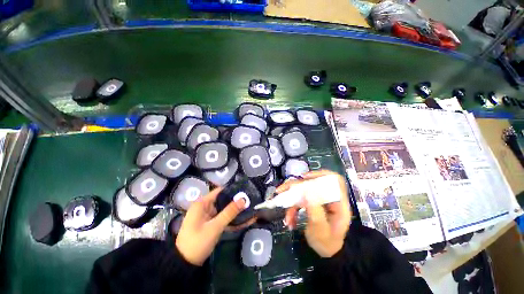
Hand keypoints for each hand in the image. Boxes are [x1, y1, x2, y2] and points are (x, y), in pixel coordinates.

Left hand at [176, 187, 245, 265]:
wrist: (184, 265)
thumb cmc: (197, 242)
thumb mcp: (215, 227)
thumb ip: (229, 212)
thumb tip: (243, 199)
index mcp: (202, 203)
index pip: (220, 191)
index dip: (233, 190)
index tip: (245, 190)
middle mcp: (205, 207)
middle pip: (223, 200)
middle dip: (236, 201)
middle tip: (251, 200)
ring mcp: (208, 216)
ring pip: (225, 210)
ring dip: (236, 211)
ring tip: (251, 208)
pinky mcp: (211, 224)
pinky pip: (223, 219)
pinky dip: (232, 220)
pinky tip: (244, 221)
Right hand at [279, 170, 351, 257]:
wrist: (326, 251)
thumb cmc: (327, 243)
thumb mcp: (321, 231)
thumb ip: (315, 212)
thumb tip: (306, 193)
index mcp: (338, 203)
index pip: (334, 180)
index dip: (320, 174)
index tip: (304, 178)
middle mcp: (328, 198)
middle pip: (312, 183)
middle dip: (296, 187)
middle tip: (281, 191)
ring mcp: (319, 200)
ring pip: (303, 191)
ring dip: (291, 200)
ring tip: (286, 215)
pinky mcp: (311, 203)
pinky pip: (300, 199)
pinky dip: (292, 207)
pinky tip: (289, 219)